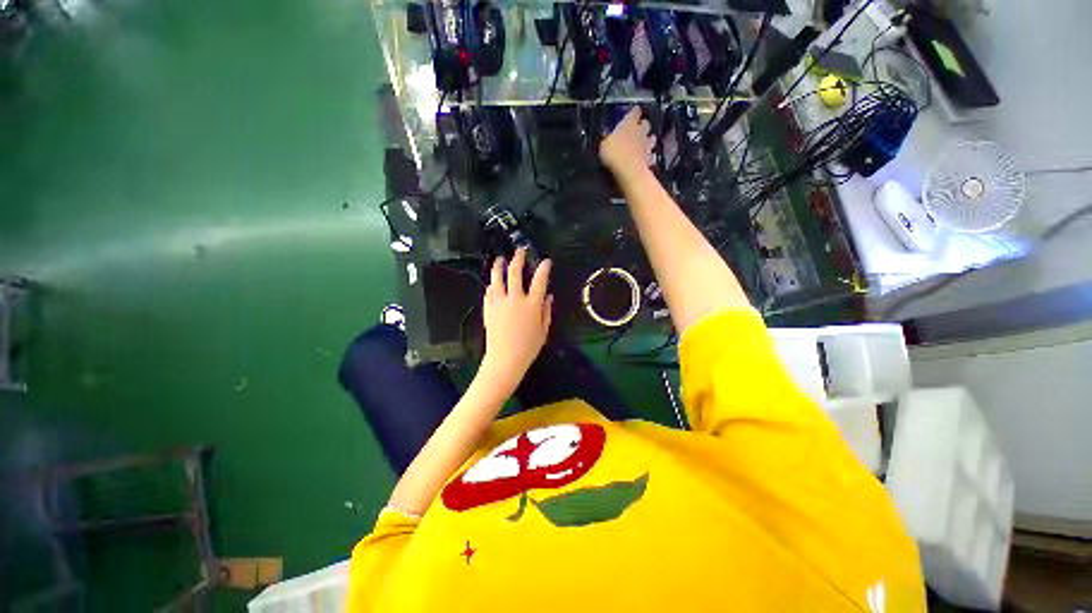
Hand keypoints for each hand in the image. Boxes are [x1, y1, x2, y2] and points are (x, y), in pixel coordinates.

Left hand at [479, 249, 552, 393]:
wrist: (505, 360)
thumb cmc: (528, 347)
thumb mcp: (544, 330)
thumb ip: (546, 311)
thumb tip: (549, 296)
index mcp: (532, 305)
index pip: (539, 280)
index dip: (543, 268)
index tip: (545, 261)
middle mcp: (515, 299)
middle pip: (515, 273)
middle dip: (518, 259)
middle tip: (519, 252)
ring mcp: (499, 303)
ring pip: (497, 279)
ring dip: (498, 266)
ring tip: (500, 260)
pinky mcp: (488, 309)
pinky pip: (489, 293)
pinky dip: (492, 286)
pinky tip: (492, 283)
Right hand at [599, 107, 656, 182]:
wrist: (629, 171)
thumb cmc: (614, 155)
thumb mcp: (603, 145)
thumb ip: (607, 139)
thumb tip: (607, 137)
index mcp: (628, 123)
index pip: (634, 112)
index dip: (634, 112)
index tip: (633, 113)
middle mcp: (640, 131)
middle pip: (646, 123)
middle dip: (643, 126)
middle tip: (638, 129)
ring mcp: (647, 145)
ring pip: (652, 138)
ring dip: (648, 140)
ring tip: (644, 144)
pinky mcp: (650, 159)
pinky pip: (652, 156)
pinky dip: (650, 157)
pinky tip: (646, 160)